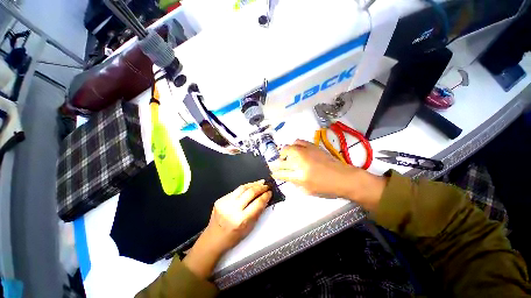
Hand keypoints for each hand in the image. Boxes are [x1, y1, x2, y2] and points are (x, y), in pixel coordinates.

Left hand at [204, 181, 271, 252]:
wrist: (213, 239)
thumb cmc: (233, 237)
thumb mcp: (249, 228)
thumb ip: (257, 212)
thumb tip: (265, 199)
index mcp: (241, 220)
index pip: (257, 203)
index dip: (265, 196)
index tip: (270, 192)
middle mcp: (232, 209)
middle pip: (250, 192)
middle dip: (260, 187)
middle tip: (267, 186)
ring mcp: (224, 203)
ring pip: (242, 188)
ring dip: (253, 184)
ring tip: (260, 183)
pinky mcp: (220, 199)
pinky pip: (235, 191)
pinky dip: (244, 188)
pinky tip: (250, 187)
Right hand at [270, 140, 356, 197]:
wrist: (345, 178)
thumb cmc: (328, 188)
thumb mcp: (309, 190)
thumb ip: (296, 184)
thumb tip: (289, 177)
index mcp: (301, 176)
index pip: (282, 173)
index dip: (276, 173)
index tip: (273, 172)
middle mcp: (302, 161)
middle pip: (284, 157)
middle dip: (278, 160)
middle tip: (279, 163)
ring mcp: (308, 152)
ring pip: (290, 147)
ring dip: (286, 151)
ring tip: (288, 155)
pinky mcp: (314, 147)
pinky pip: (300, 142)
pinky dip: (295, 145)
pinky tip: (298, 150)